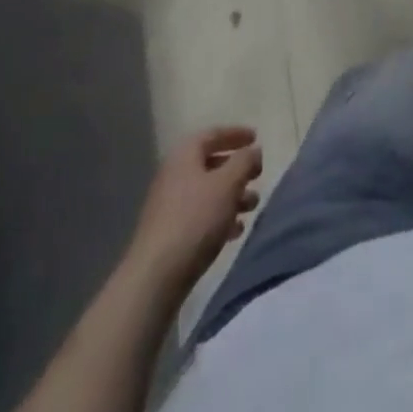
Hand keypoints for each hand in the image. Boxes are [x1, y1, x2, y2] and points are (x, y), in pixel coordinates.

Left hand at [131, 126, 262, 290]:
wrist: (155, 278)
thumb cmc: (195, 220)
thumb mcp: (228, 184)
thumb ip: (245, 161)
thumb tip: (253, 151)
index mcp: (184, 155)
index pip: (213, 134)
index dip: (236, 133)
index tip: (256, 137)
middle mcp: (174, 175)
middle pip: (210, 163)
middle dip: (237, 169)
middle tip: (258, 174)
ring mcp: (169, 206)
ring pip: (208, 192)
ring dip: (233, 195)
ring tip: (253, 206)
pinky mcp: (170, 234)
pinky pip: (200, 216)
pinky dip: (220, 217)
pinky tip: (235, 231)